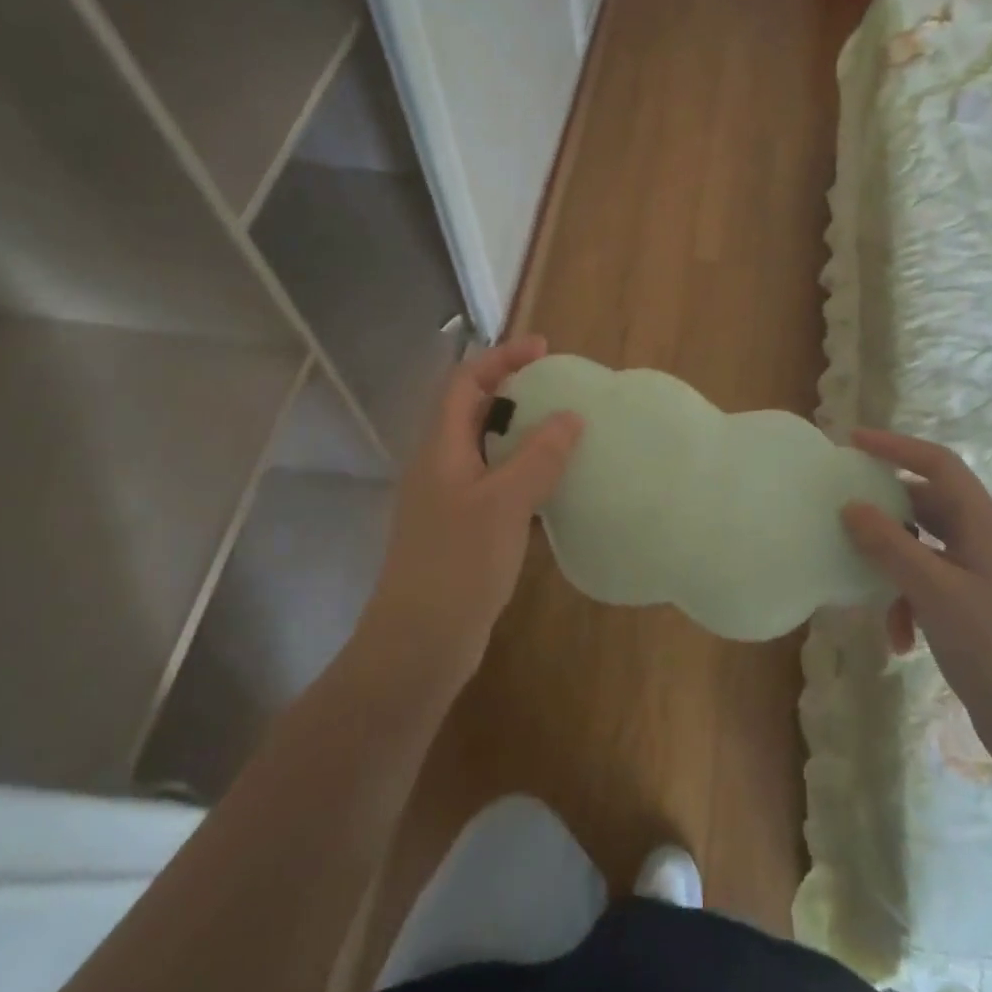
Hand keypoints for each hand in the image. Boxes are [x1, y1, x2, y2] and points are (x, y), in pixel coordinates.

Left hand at [362, 336, 582, 681]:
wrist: (420, 642)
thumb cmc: (458, 564)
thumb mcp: (504, 503)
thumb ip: (538, 456)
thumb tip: (570, 417)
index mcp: (440, 449)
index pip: (465, 384)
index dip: (501, 359)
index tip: (544, 349)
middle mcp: (440, 467)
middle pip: (474, 413)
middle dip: (515, 394)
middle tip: (561, 391)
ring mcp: (450, 501)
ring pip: (487, 451)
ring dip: (523, 436)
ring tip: (566, 433)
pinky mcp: (463, 531)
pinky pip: (496, 486)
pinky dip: (524, 475)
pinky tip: (554, 489)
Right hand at [840, 429, 991, 769]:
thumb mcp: (934, 592)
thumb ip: (890, 546)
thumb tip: (851, 506)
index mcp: (983, 524)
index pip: (938, 465)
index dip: (896, 447)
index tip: (852, 442)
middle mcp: (981, 541)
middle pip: (925, 504)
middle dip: (885, 511)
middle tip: (841, 511)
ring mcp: (976, 575)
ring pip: (920, 548)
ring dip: (891, 566)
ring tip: (866, 589)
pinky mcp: (969, 606)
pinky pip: (926, 585)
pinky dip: (906, 603)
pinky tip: (899, 640)